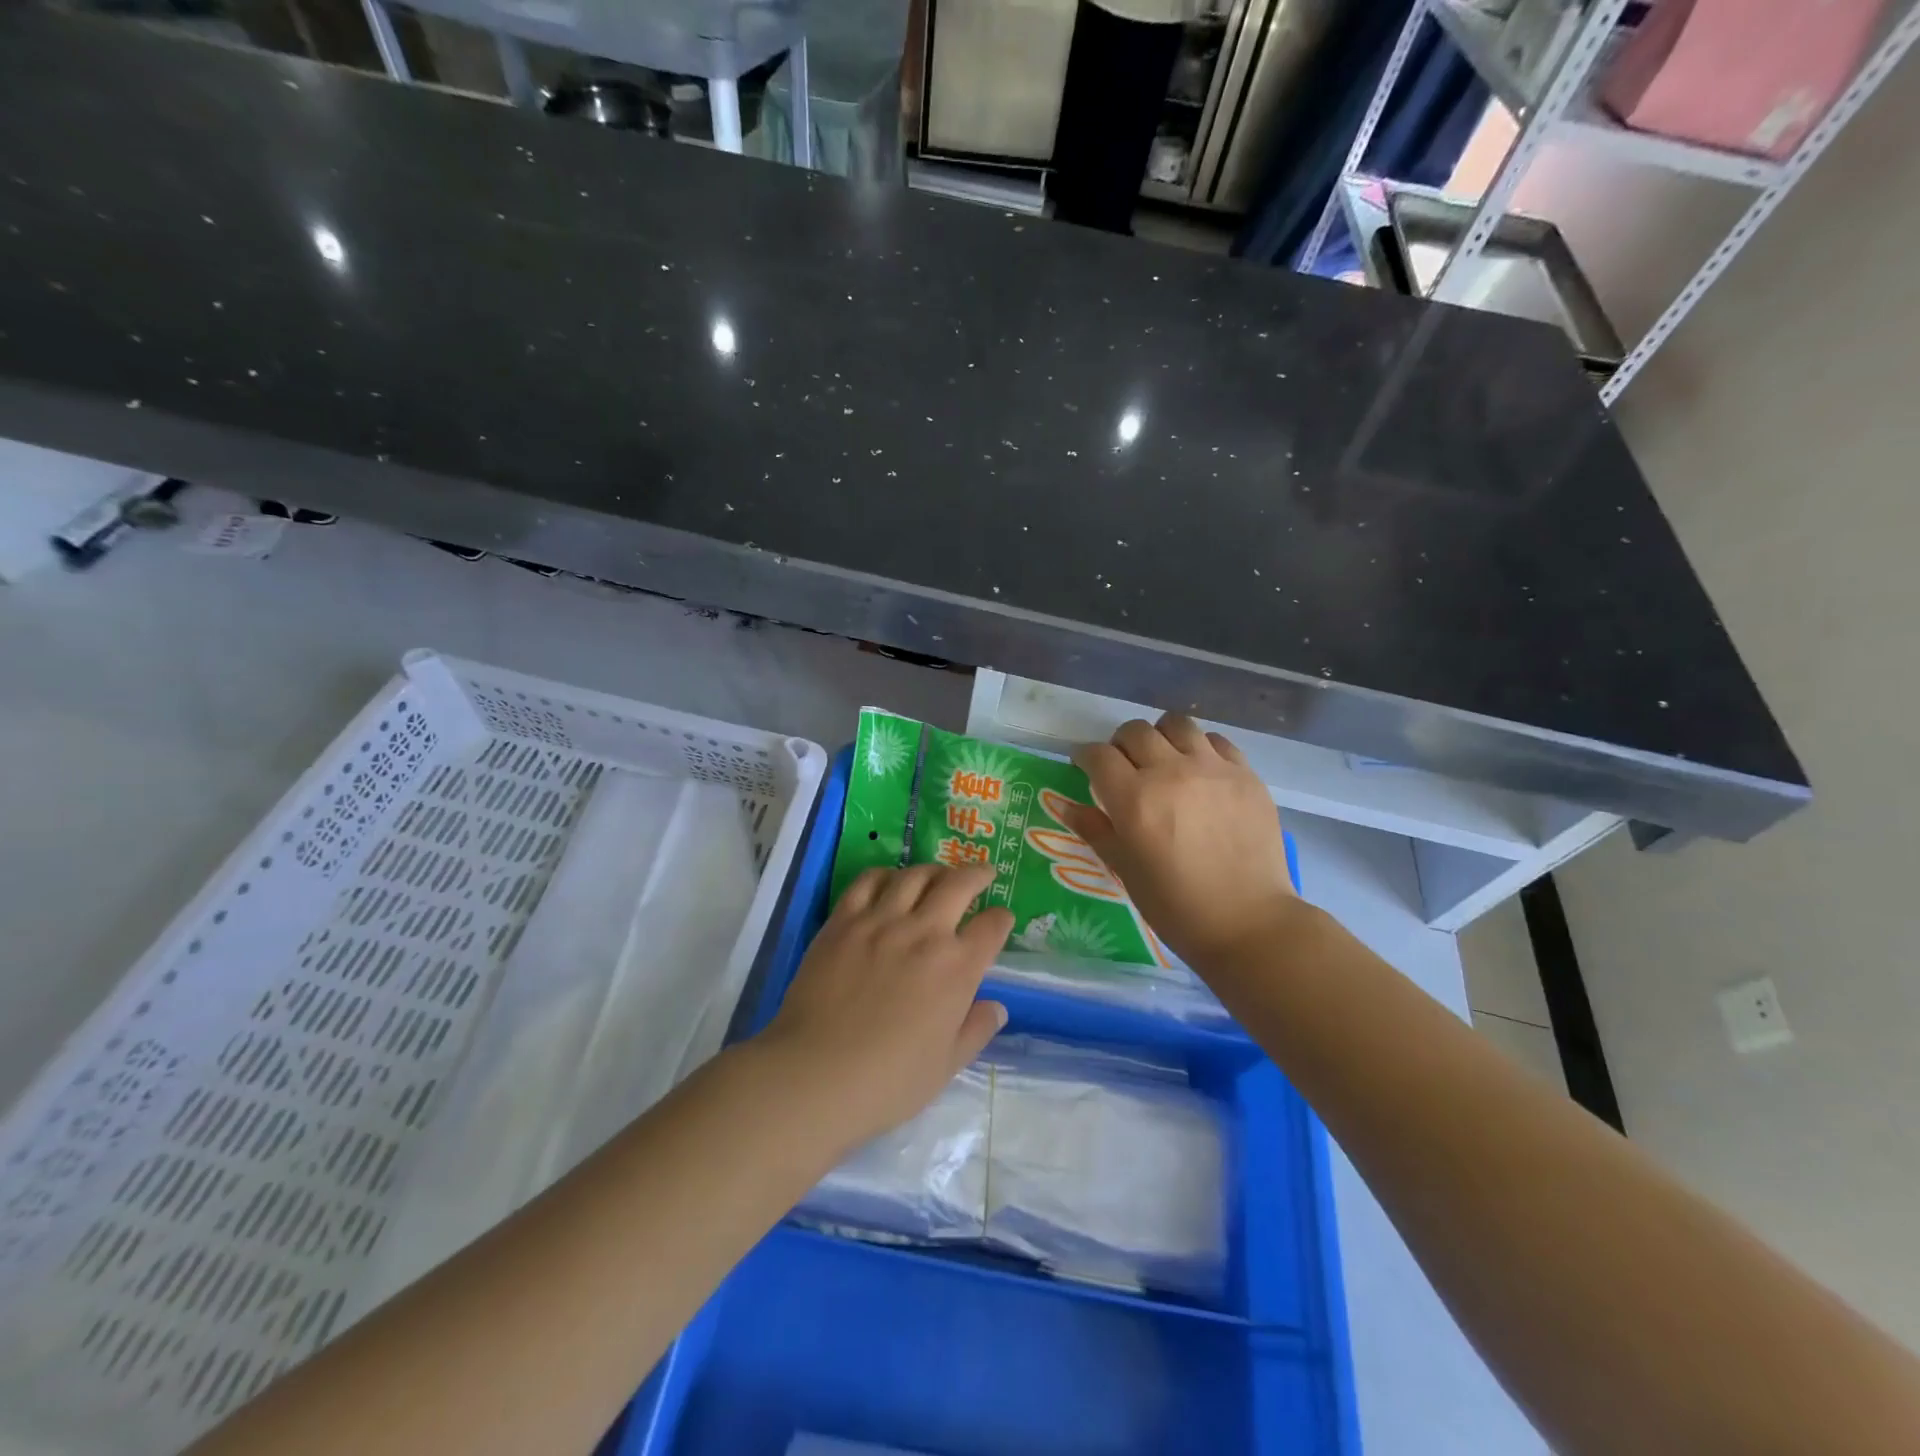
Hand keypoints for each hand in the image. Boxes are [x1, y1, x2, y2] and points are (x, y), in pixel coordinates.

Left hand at [756, 864, 1011, 1153]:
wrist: (816, 1074)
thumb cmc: (889, 1081)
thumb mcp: (947, 1065)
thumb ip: (976, 1030)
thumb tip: (997, 1008)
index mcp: (957, 967)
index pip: (991, 927)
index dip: (1001, 920)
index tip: (1001, 920)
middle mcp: (924, 932)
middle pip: (958, 885)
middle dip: (977, 875)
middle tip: (983, 873)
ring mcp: (881, 921)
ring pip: (914, 876)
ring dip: (934, 870)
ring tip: (938, 874)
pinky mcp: (843, 921)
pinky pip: (868, 882)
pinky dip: (885, 874)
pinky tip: (890, 880)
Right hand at [1054, 714, 1298, 972]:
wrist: (1248, 922)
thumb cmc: (1176, 906)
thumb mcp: (1124, 870)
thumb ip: (1094, 829)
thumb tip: (1066, 805)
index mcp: (1134, 799)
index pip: (1098, 755)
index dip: (1085, 757)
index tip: (1085, 767)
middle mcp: (1170, 772)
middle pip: (1134, 731)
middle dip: (1120, 745)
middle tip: (1123, 766)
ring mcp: (1212, 769)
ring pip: (1176, 724)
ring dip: (1160, 736)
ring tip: (1163, 758)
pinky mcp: (1245, 774)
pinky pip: (1216, 740)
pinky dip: (1200, 747)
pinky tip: (1200, 770)